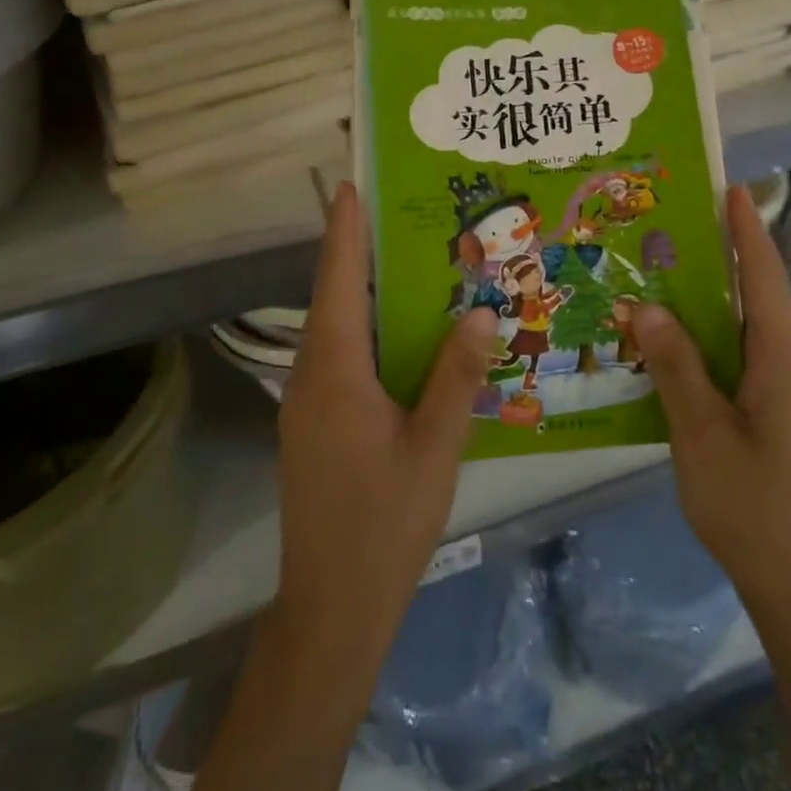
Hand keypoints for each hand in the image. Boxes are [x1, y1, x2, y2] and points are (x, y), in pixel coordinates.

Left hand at [275, 182, 498, 671]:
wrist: (334, 604)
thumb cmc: (386, 520)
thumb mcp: (435, 444)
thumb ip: (456, 374)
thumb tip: (483, 311)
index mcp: (334, 370)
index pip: (338, 281)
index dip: (344, 230)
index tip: (352, 186)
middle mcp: (311, 375)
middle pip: (332, 298)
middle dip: (357, 252)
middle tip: (400, 216)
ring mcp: (307, 403)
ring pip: (335, 330)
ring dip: (362, 293)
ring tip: (408, 263)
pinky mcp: (314, 425)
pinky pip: (339, 358)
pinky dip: (365, 331)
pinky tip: (401, 336)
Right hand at [634, 186, 790, 625]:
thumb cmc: (751, 503)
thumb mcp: (701, 430)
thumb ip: (675, 364)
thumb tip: (648, 305)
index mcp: (781, 358)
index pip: (765, 276)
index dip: (748, 229)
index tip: (729, 186)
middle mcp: (787, 363)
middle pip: (754, 295)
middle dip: (722, 254)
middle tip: (672, 223)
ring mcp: (781, 390)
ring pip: (742, 327)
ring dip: (707, 298)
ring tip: (660, 270)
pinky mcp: (769, 411)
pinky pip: (734, 356)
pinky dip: (704, 337)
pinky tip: (667, 339)